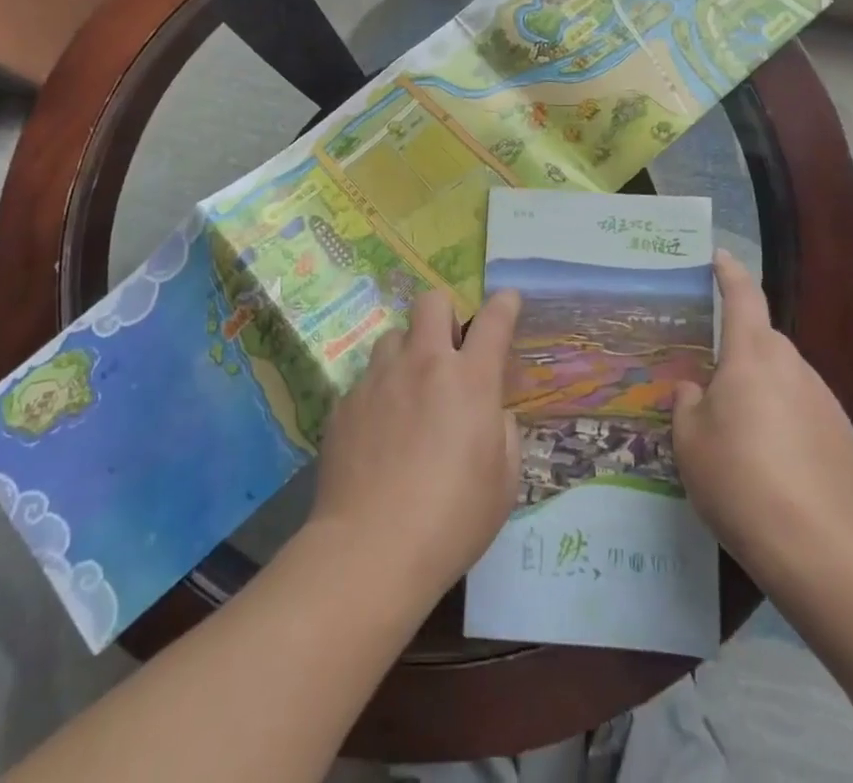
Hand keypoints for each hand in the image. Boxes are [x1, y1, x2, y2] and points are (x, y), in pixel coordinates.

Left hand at [307, 287, 521, 605]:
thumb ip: (503, 431)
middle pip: (431, 302)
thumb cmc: (452, 520)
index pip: (494, 320)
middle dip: (445, 314)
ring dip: (408, 353)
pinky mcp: (344, 402)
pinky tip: (379, 433)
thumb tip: (491, 412)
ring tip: (409, 392)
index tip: (507, 301)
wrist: (370, 550)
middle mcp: (423, 364)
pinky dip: (380, 393)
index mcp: (469, 379)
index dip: (505, 304)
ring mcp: (378, 379)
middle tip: (448, 351)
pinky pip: (367, 379)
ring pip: (393, 337)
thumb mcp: (503, 482)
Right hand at [672, 250, 852, 581]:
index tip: (719, 256)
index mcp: (752, 356)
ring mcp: (824, 400)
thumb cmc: (738, 480)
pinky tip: (775, 459)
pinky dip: (787, 418)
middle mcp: (792, 367)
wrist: (816, 549)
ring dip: (764, 386)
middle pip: (764, 339)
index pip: (743, 296)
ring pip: (786, 376)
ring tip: (743, 429)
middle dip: (741, 347)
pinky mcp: (843, 436)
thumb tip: (695, 390)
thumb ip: (689, 404)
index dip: (729, 273)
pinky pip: (805, 409)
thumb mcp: (690, 441)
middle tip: (715, 377)